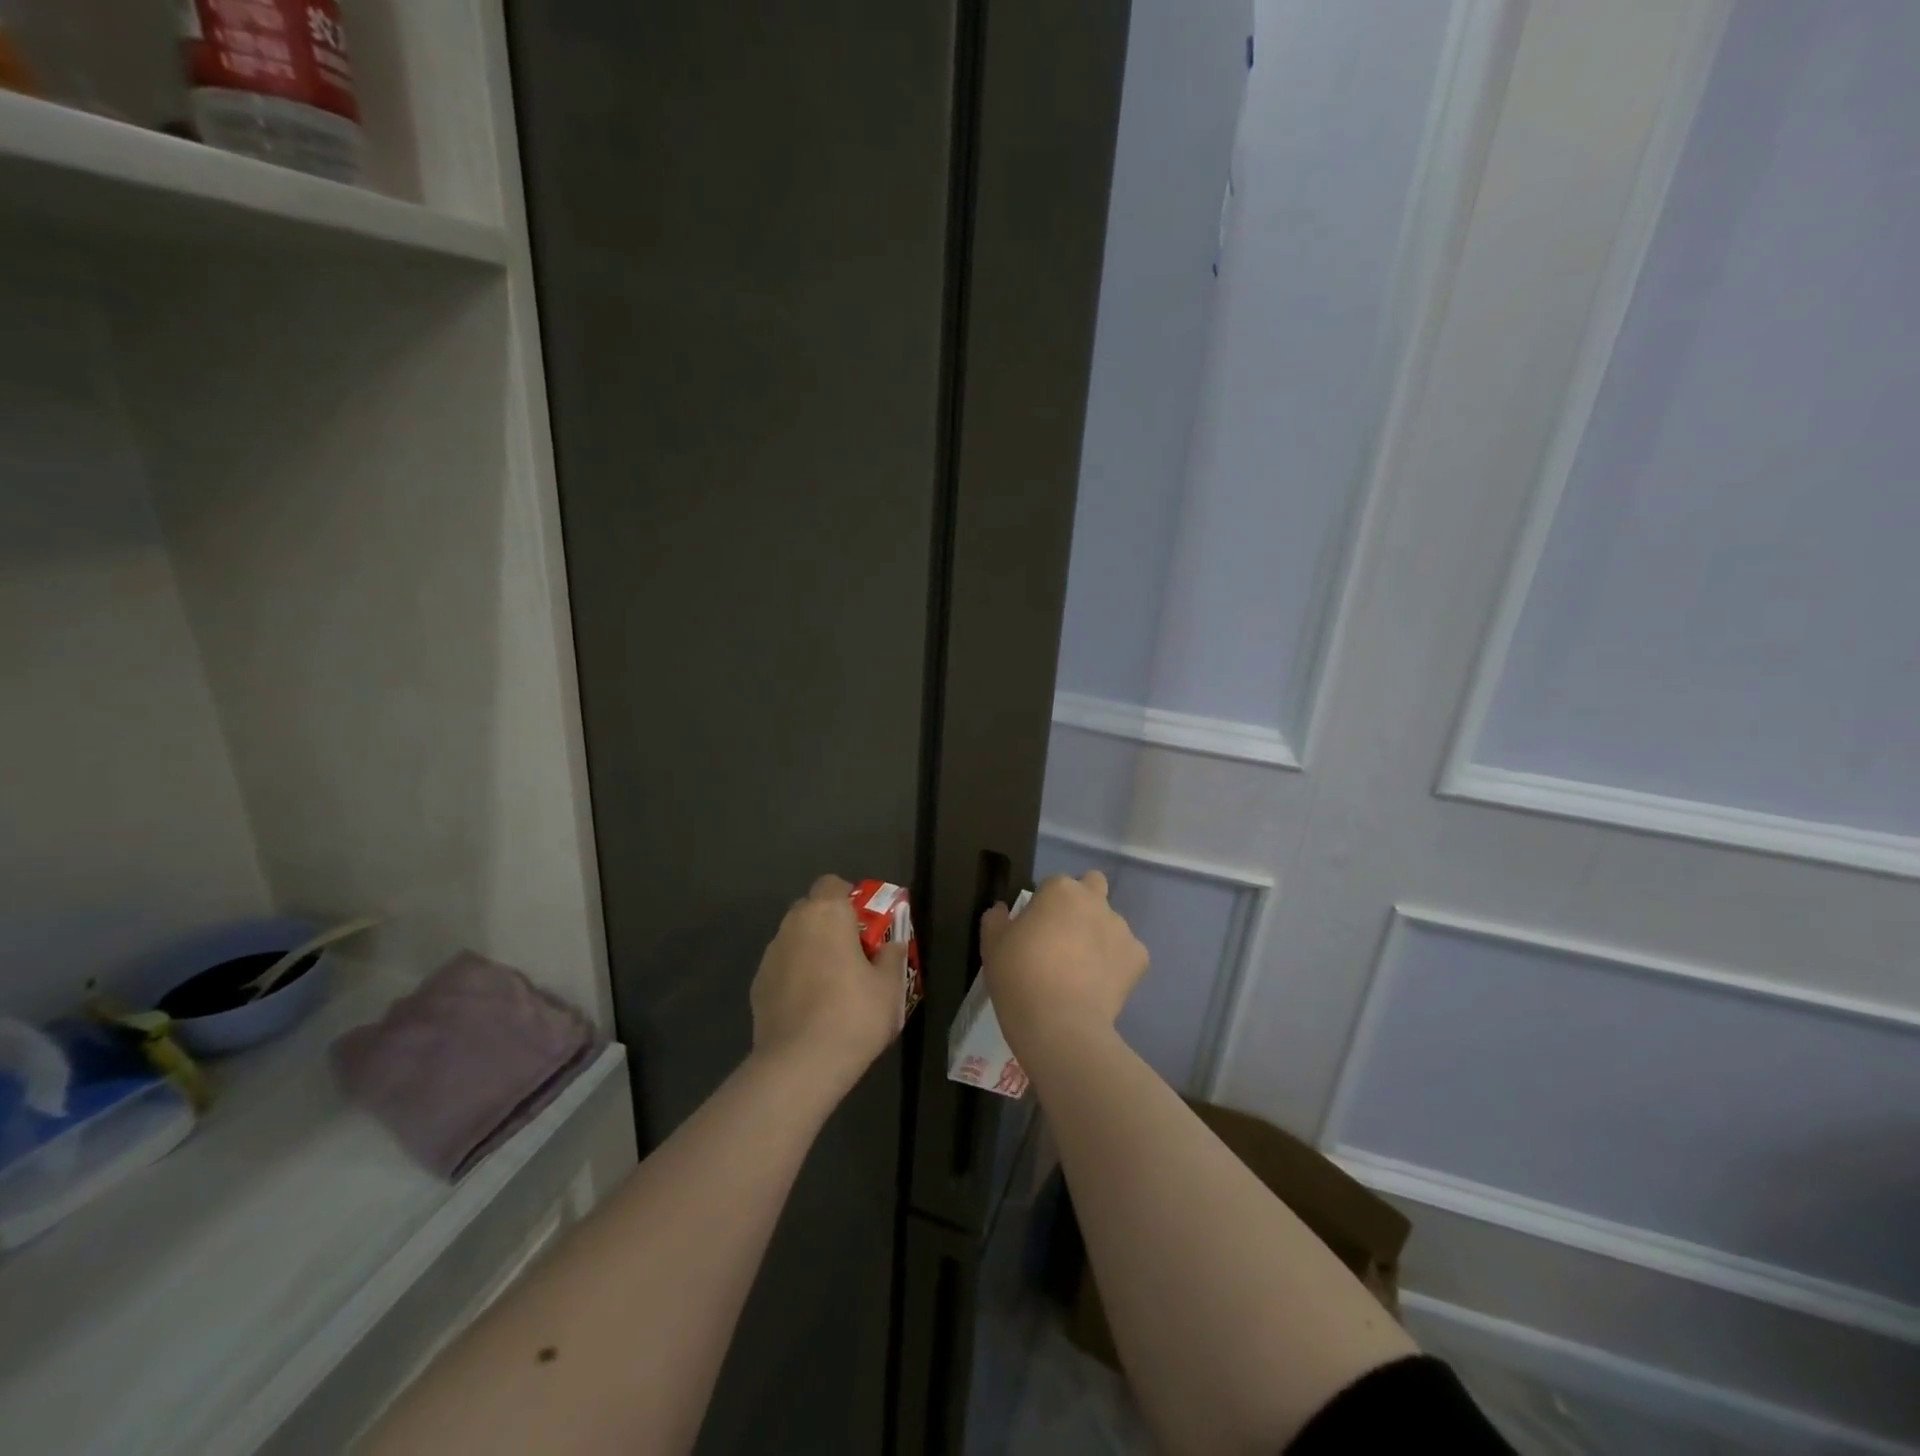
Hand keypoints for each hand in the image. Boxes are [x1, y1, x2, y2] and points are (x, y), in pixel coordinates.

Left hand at [750, 875, 906, 1095]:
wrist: (800, 1064)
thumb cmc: (853, 1014)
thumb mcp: (889, 986)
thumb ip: (891, 956)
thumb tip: (890, 945)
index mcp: (826, 914)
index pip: (832, 884)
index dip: (849, 898)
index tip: (865, 924)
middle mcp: (793, 925)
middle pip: (811, 910)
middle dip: (829, 924)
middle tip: (853, 953)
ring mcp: (770, 956)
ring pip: (794, 939)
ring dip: (811, 950)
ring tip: (831, 985)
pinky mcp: (757, 985)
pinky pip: (782, 968)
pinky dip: (795, 977)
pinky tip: (810, 1007)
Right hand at [979, 871, 1146, 1057]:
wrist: (1060, 1025)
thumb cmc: (1019, 977)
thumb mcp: (992, 945)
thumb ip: (996, 919)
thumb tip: (1002, 910)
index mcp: (1059, 890)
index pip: (1052, 884)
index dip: (1043, 904)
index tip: (1034, 928)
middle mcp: (1094, 900)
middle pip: (1093, 886)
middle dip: (1082, 901)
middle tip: (1064, 934)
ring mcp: (1121, 928)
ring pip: (1111, 922)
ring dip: (1098, 934)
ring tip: (1082, 969)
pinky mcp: (1139, 958)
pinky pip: (1127, 953)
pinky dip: (1116, 963)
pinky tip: (1100, 985)